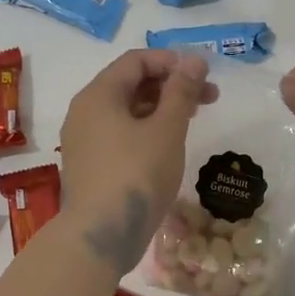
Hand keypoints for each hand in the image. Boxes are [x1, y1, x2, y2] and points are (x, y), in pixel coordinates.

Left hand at [60, 49, 216, 273]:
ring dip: (161, 108)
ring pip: (127, 110)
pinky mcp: (90, 164)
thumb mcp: (167, 129)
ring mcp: (84, 140)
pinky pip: (120, 133)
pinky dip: (146, 130)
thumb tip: (193, 60)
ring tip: (194, 120)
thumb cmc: (136, 175)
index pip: (136, 61)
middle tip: (209, 98)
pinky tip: (169, 144)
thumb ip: (181, 91)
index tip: (203, 75)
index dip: (171, 62)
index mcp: (99, 95)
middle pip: (131, 84)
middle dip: (171, 86)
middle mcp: (85, 111)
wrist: (101, 235)